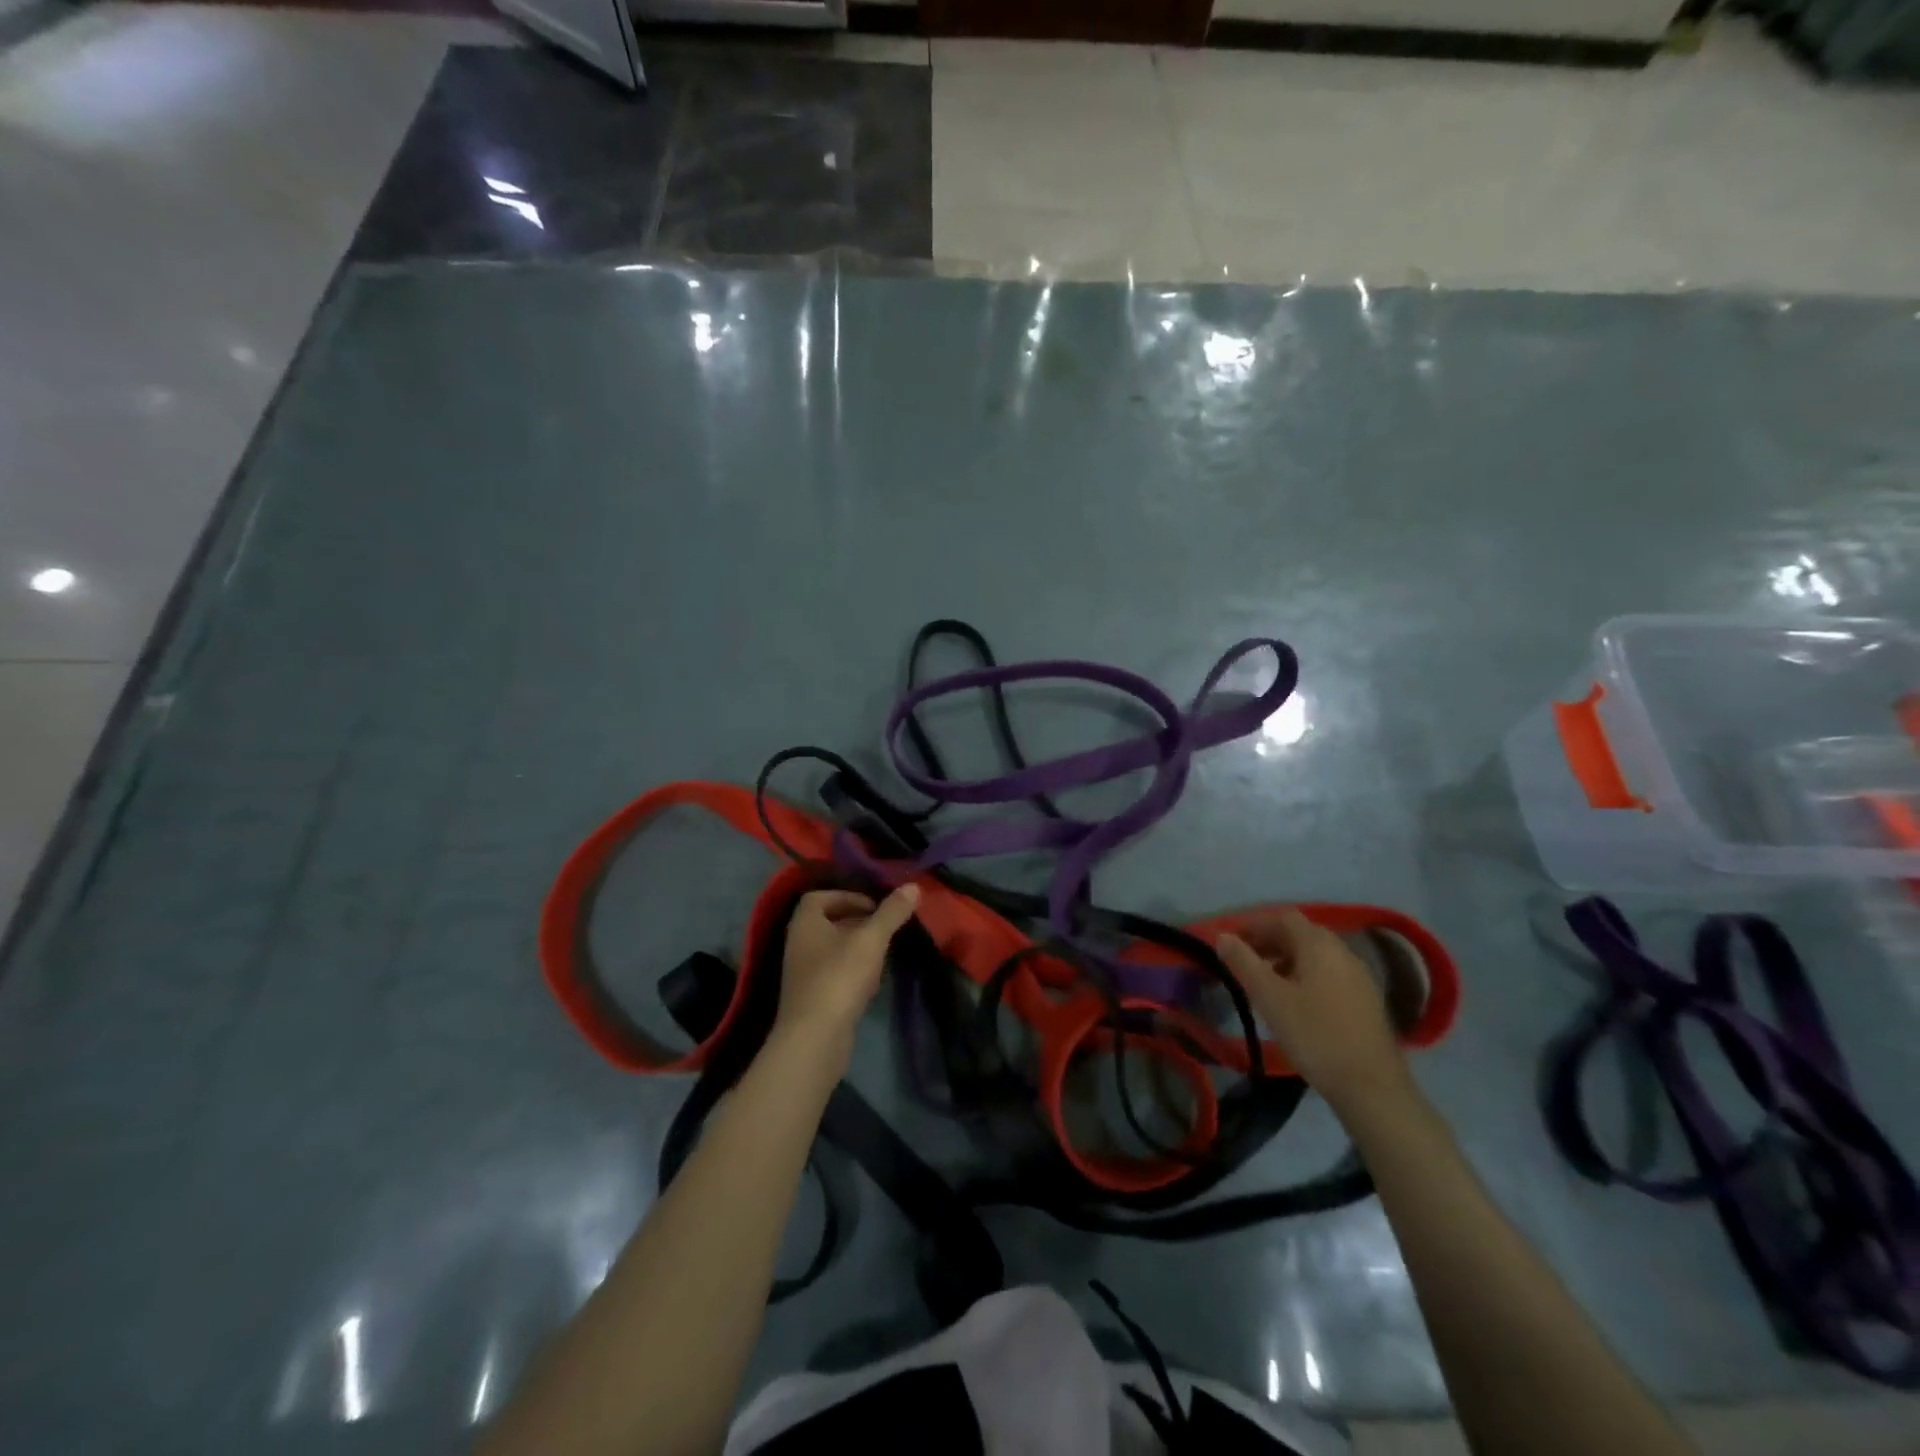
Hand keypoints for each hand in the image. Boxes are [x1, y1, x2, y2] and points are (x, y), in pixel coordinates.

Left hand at [775, 884, 920, 1055]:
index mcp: (805, 923)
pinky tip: (873, 983)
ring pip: (834, 950)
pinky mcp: (813, 999)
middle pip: (828, 923)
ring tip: (884, 953)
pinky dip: (854, 973)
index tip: (874, 906)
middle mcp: (799, 944)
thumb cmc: (839, 978)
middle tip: (886, 927)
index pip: (819, 897)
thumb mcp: (871, 939)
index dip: (847, 896)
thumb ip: (891, 912)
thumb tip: (913, 885)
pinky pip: (835, 975)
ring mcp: (804, 974)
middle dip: (858, 922)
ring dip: (858, 948)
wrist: (815, 1039)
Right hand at [1215, 908, 1412, 1118]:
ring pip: (1315, 955)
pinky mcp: (1366, 999)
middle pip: (1300, 934)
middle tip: (1243, 961)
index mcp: (1319, 944)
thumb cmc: (1315, 1035)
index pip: (1282, 918)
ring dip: (1286, 959)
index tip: (1230, 942)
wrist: (1372, 1087)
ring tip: (1264, 983)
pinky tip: (1294, 1002)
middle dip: (1268, 941)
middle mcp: (1342, 951)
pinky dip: (1305, 975)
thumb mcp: (1270, 998)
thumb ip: (1244, 962)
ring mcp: (1358, 976)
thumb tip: (1222, 936)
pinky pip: (1328, 973)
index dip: (1253, 925)